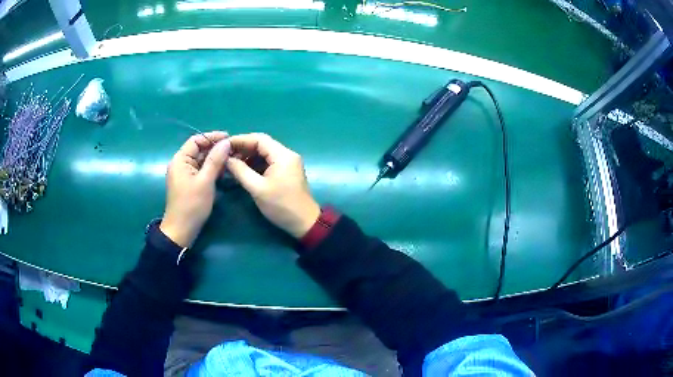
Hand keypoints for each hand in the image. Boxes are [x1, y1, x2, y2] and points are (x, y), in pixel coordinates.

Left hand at [160, 131, 230, 247]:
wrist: (181, 231)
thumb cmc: (192, 205)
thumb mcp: (205, 181)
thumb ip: (215, 160)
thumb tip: (226, 142)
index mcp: (180, 160)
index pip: (196, 140)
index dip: (212, 137)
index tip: (229, 138)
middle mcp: (180, 164)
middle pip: (199, 149)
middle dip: (215, 148)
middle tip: (234, 150)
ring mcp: (184, 174)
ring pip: (201, 160)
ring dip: (215, 159)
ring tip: (232, 160)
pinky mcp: (189, 183)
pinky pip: (201, 170)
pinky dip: (211, 169)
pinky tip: (224, 172)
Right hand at [226, 133, 319, 238]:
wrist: (304, 223)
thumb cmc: (281, 205)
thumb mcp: (257, 188)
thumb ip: (241, 171)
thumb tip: (226, 159)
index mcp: (282, 155)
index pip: (259, 139)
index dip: (240, 140)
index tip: (224, 146)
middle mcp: (287, 155)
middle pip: (262, 144)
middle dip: (243, 149)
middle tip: (226, 156)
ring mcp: (288, 163)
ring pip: (264, 153)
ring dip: (248, 157)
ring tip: (232, 164)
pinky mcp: (286, 172)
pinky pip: (268, 162)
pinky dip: (255, 165)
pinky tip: (243, 171)